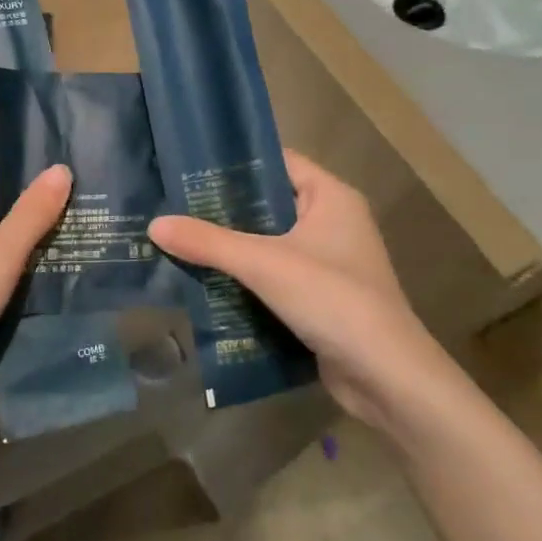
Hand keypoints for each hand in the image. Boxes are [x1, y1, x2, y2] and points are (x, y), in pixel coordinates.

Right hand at [148, 150, 455, 433]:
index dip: (236, 163)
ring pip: (270, 243)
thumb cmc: (333, 300)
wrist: (387, 378)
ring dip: (232, 248)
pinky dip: (247, 278)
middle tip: (174, 207)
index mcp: (331, 197)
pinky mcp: (322, 297)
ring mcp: (329, 262)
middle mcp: (333, 222)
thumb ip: (208, 243)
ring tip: (181, 241)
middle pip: (269, 204)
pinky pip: (276, 276)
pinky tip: (207, 281)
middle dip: (224, 210)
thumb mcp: (265, 264)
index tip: (188, 167)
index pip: (277, 162)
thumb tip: (154, 225)